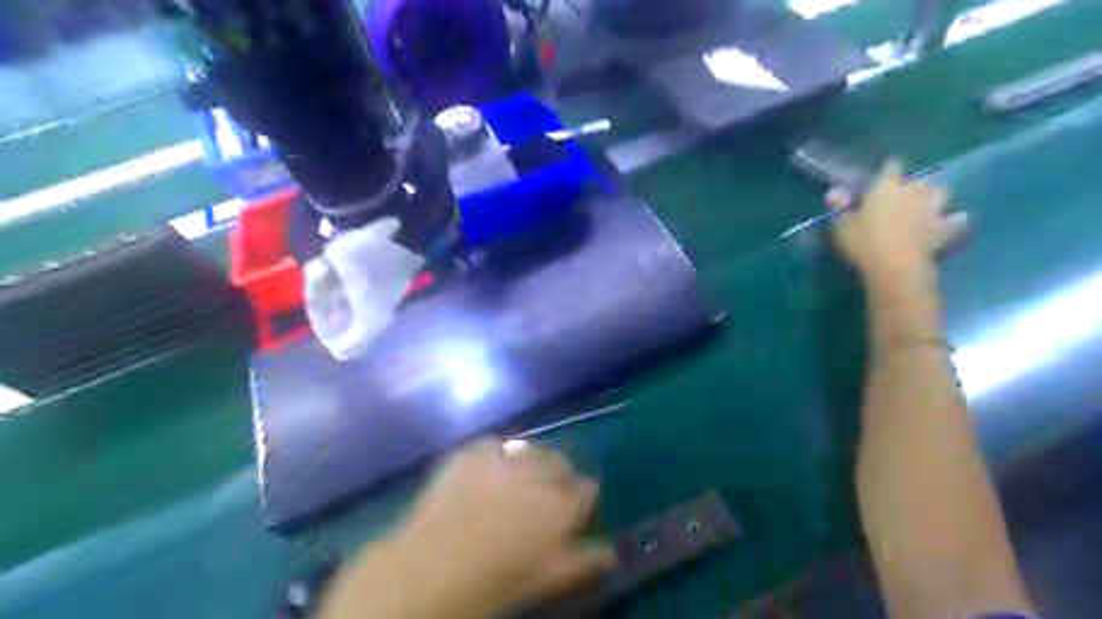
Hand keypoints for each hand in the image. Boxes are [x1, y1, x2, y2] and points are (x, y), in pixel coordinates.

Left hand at [324, 439, 619, 618]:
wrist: (426, 570)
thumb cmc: (491, 583)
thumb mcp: (543, 579)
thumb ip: (581, 560)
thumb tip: (612, 552)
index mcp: (559, 507)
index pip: (586, 489)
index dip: (580, 498)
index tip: (572, 508)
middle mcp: (536, 475)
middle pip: (560, 462)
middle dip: (558, 476)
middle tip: (542, 496)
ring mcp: (500, 459)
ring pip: (529, 449)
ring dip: (530, 461)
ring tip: (515, 480)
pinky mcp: (470, 452)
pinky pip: (493, 443)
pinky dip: (495, 453)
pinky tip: (487, 470)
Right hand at [830, 159, 966, 282]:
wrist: (896, 266)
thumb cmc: (864, 242)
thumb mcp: (842, 225)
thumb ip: (840, 207)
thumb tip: (834, 191)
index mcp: (886, 187)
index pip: (891, 166)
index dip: (887, 168)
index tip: (882, 172)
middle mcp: (914, 191)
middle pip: (920, 177)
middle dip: (914, 182)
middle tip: (904, 191)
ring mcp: (933, 209)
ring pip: (942, 192)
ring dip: (935, 195)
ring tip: (927, 203)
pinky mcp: (945, 229)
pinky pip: (956, 220)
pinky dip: (954, 220)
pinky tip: (951, 221)